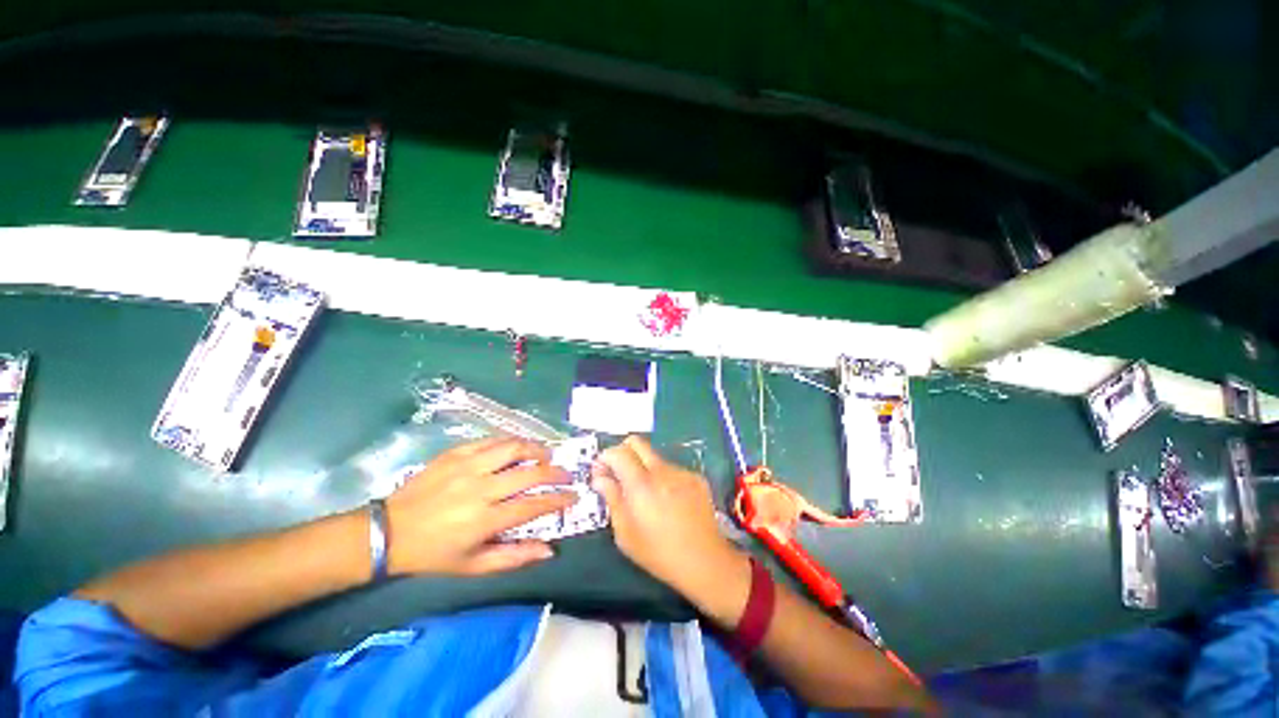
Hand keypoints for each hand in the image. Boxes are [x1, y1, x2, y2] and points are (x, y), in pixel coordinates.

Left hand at [385, 438, 574, 575]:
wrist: (388, 531)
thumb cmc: (433, 554)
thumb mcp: (472, 566)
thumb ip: (514, 557)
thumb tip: (549, 550)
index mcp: (484, 520)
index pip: (533, 504)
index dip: (558, 499)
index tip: (574, 495)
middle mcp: (480, 489)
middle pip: (529, 473)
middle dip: (555, 472)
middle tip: (565, 474)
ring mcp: (467, 466)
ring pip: (513, 448)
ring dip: (536, 449)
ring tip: (546, 454)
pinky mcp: (455, 453)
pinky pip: (491, 440)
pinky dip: (511, 442)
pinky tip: (517, 447)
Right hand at [592, 436, 751, 625]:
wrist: (704, 560)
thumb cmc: (658, 553)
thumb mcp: (625, 533)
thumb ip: (611, 498)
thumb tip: (600, 478)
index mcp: (641, 484)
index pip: (618, 453)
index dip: (605, 457)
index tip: (600, 472)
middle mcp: (662, 470)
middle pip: (637, 442)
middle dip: (622, 451)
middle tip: (618, 472)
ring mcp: (681, 472)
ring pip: (654, 457)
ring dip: (643, 467)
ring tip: (646, 495)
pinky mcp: (695, 477)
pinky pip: (671, 469)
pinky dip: (662, 478)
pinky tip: (667, 501)